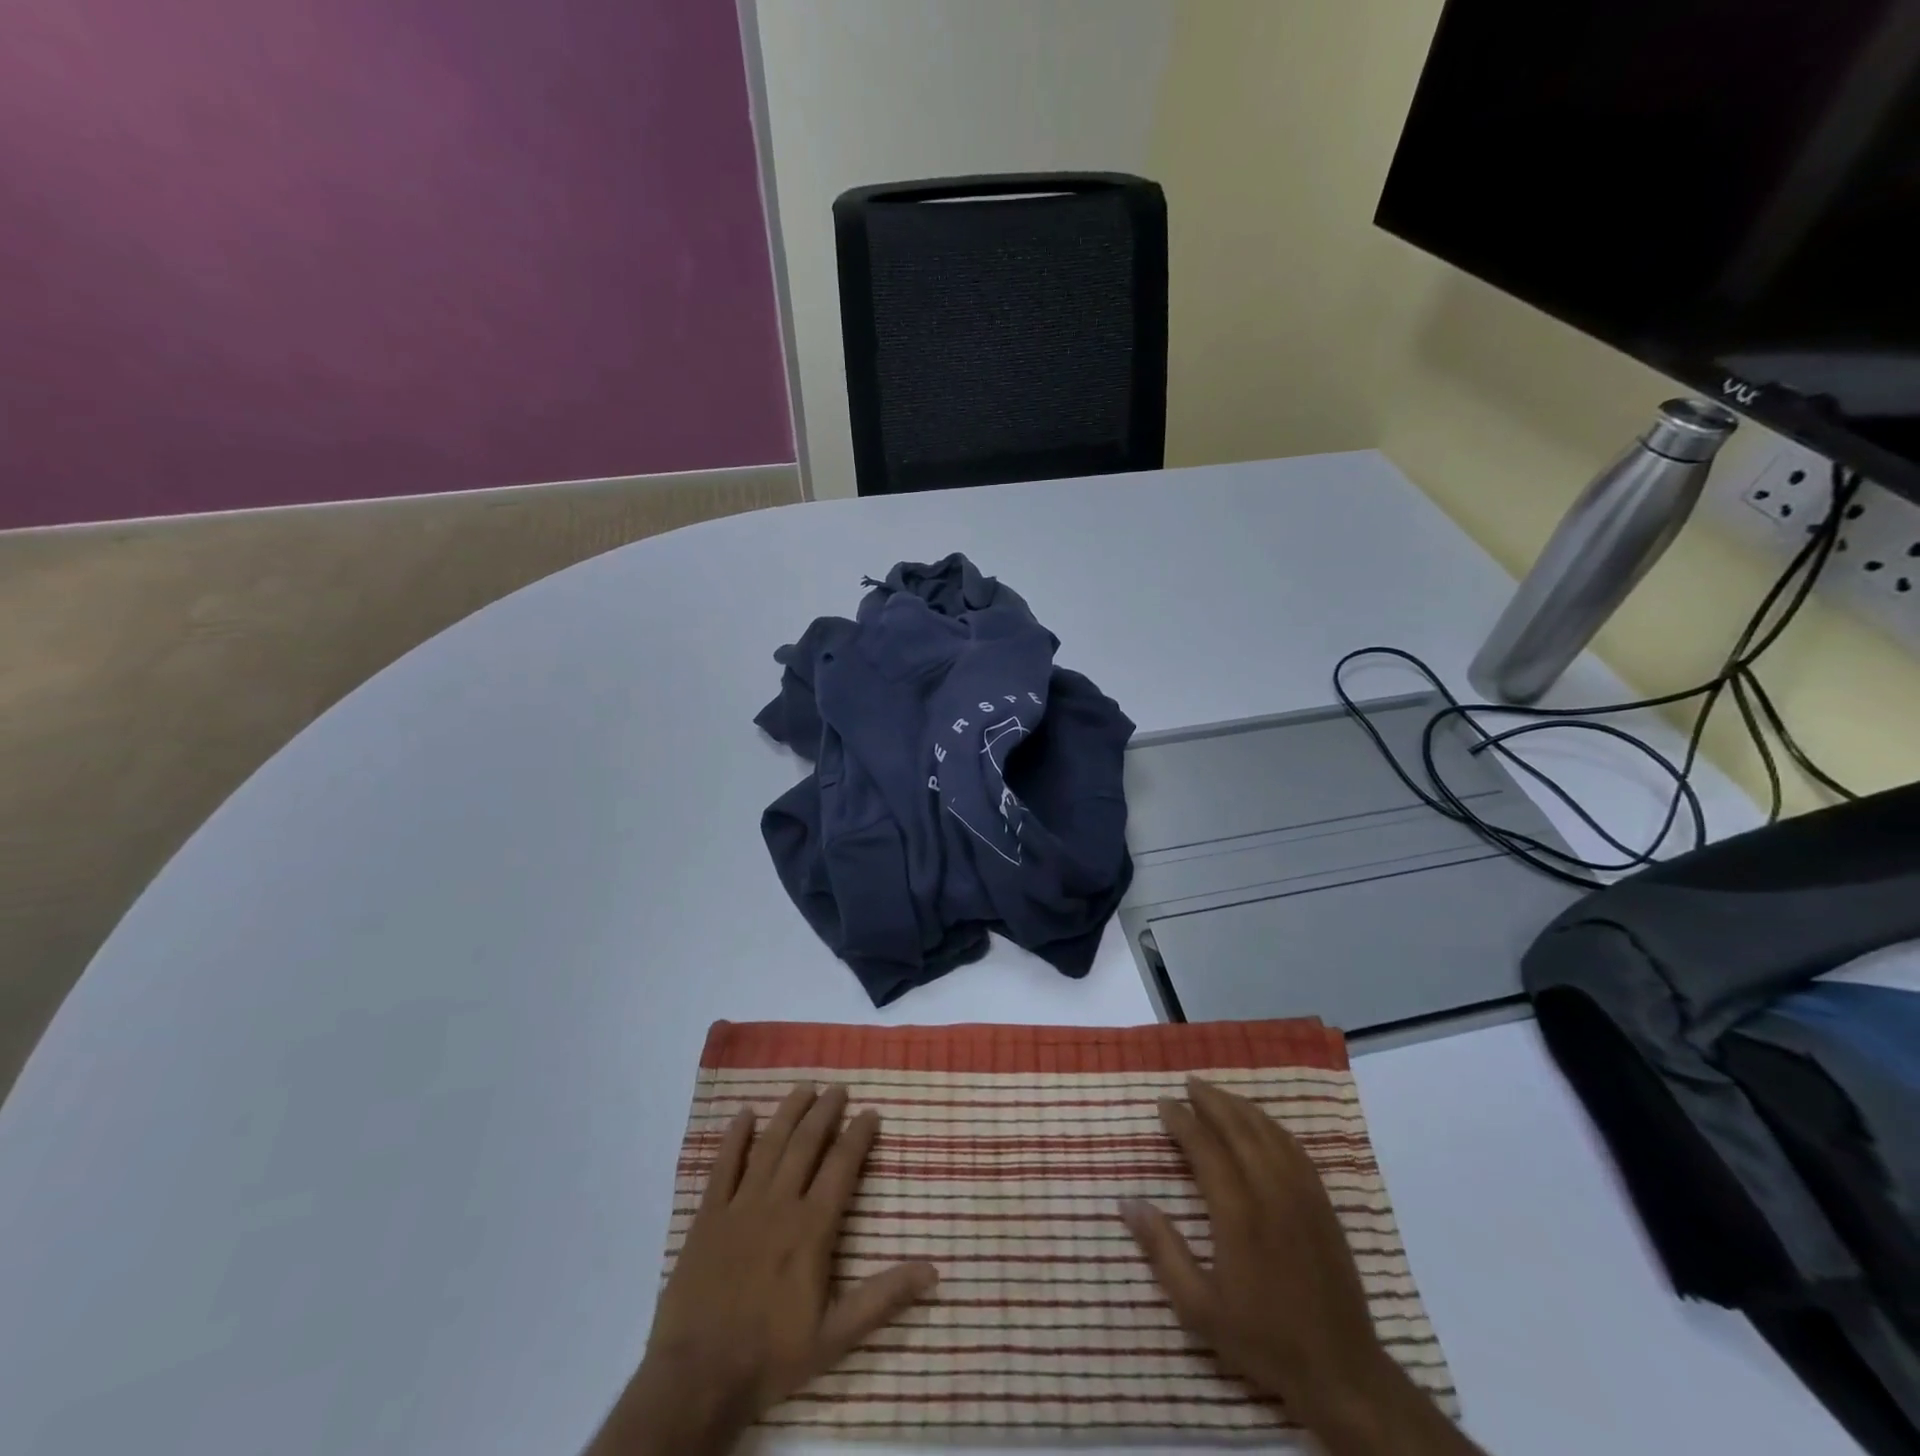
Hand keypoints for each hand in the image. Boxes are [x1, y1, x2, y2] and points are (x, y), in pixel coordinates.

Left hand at [588, 1085, 938, 1455]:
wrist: (697, 1378)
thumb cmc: (771, 1356)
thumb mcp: (836, 1336)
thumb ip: (883, 1298)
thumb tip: (933, 1270)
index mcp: (811, 1228)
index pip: (841, 1166)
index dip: (858, 1136)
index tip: (870, 1113)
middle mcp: (778, 1204)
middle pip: (806, 1144)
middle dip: (825, 1112)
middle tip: (838, 1088)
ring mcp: (740, 1206)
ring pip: (769, 1145)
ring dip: (788, 1113)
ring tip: (804, 1087)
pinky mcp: (707, 1216)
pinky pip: (723, 1166)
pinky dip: (735, 1138)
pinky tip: (745, 1115)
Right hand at [1121, 1077, 1480, 1455]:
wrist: (1340, 1370)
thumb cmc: (1262, 1337)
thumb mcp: (1198, 1307)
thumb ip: (1162, 1250)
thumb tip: (1127, 1201)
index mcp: (1238, 1213)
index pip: (1205, 1147)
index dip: (1182, 1121)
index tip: (1164, 1104)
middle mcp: (1271, 1191)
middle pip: (1237, 1128)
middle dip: (1210, 1100)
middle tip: (1187, 1084)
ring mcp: (1302, 1194)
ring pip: (1267, 1132)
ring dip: (1239, 1106)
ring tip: (1216, 1093)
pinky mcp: (1323, 1203)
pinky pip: (1294, 1148)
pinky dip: (1271, 1125)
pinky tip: (1260, 1122)